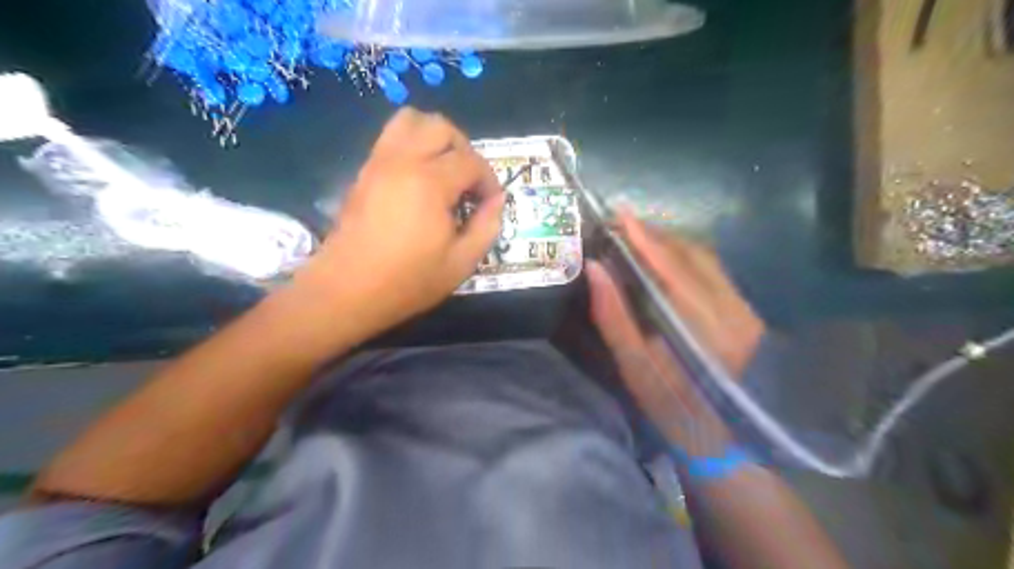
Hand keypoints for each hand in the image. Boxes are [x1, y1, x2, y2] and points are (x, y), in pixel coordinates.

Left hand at [299, 107, 506, 336]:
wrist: (347, 291)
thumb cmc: (408, 281)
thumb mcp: (461, 263)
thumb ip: (486, 227)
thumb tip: (496, 201)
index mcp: (430, 183)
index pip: (471, 161)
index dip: (489, 180)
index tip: (490, 203)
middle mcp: (403, 161)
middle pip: (440, 127)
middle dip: (464, 149)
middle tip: (469, 182)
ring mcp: (378, 163)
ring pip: (409, 120)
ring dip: (434, 138)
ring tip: (443, 170)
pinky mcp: (364, 172)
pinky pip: (390, 138)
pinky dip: (411, 145)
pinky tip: (418, 180)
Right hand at [587, 212, 759, 454]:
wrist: (718, 436)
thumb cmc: (669, 407)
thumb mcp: (634, 368)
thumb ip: (613, 317)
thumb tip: (594, 269)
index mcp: (708, 331)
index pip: (673, 270)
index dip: (645, 240)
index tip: (619, 215)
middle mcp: (735, 312)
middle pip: (692, 256)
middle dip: (654, 236)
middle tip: (619, 226)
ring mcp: (746, 309)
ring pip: (704, 259)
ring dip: (668, 244)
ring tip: (634, 238)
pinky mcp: (745, 310)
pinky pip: (711, 269)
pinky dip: (682, 257)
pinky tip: (660, 257)